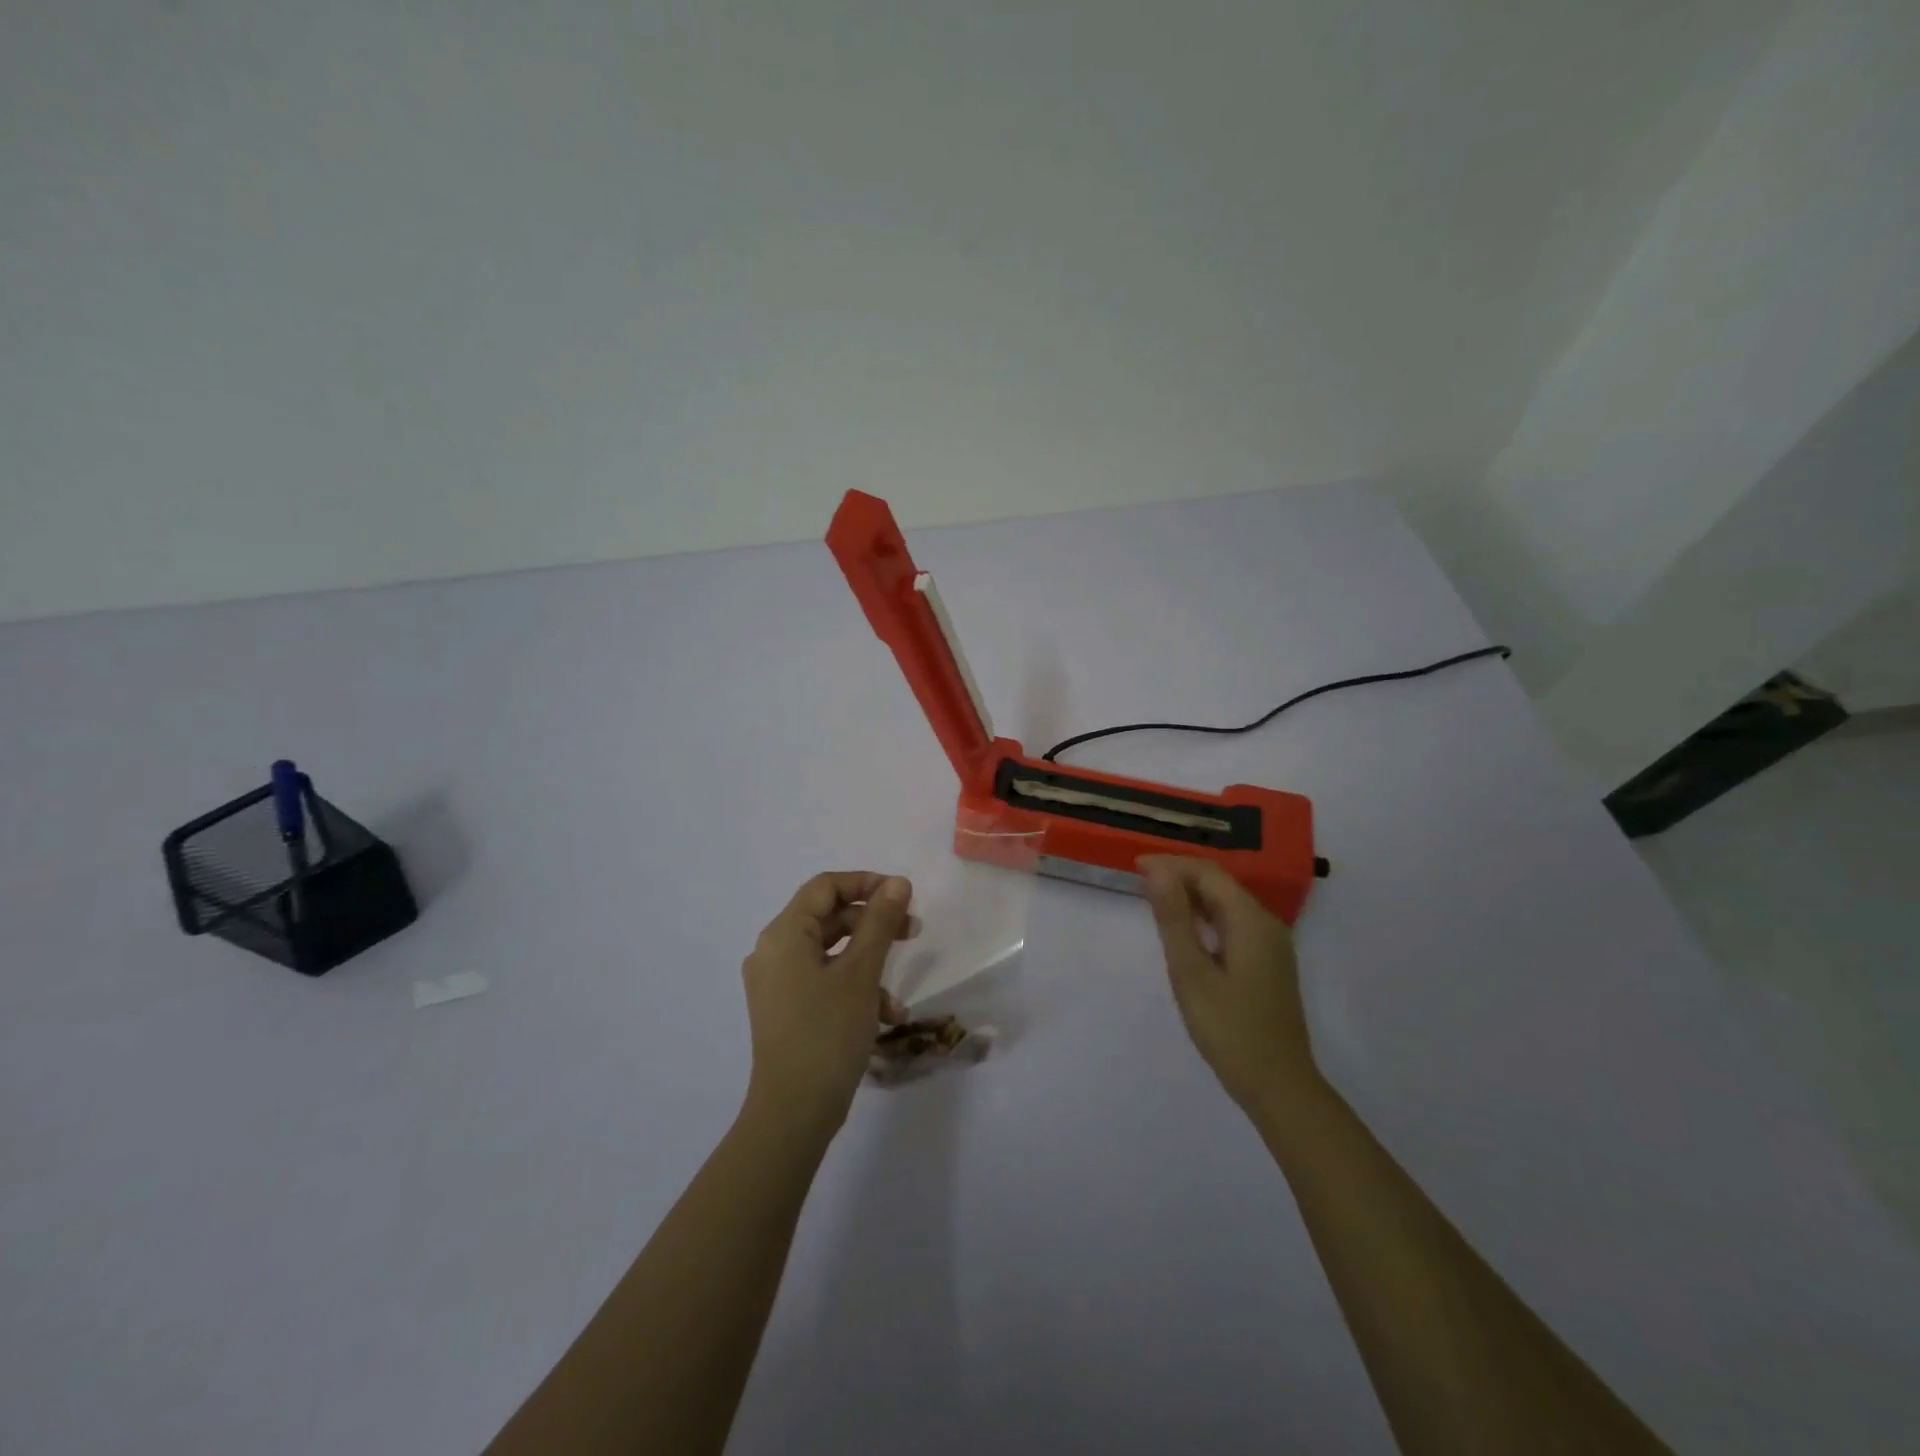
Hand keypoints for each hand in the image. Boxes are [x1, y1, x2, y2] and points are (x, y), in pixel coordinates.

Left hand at [740, 872, 915, 1135]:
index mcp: (784, 934)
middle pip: (829, 918)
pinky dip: (855, 989)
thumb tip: (897, 883)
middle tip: (913, 930)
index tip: (903, 895)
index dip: (866, 883)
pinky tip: (885, 1017)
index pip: (825, 887)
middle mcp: (774, 952)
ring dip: (870, 964)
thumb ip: (880, 922)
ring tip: (900, 993)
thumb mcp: (861, 973)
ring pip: (831, 954)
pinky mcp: (786, 1010)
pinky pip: (824, 982)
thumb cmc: (827, 1032)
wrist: (794, 1113)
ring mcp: (777, 984)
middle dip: (874, 924)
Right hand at [1140, 856, 1318, 1112]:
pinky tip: (1184, 929)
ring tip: (1154, 899)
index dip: (1170, 864)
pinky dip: (1204, 917)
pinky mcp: (1267, 963)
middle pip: (1220, 884)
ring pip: (1226, 903)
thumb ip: (1174, 918)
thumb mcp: (1191, 972)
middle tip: (1138, 882)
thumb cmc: (1230, 1030)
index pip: (1208, 872)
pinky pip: (1232, 924)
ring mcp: (1270, 944)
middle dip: (1179, 876)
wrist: (1279, 1086)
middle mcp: (1266, 924)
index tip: (1134, 867)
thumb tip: (1155, 870)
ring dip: (1191, 895)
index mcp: (1251, 920)